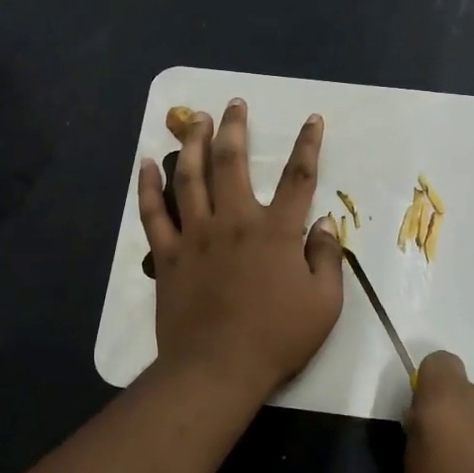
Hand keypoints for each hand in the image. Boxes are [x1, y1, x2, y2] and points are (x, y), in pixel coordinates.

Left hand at [138, 99, 343, 404]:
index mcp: (275, 231)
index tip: (312, 119)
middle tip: (234, 104)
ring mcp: (196, 235)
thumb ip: (327, 257)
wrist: (218, 368)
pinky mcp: (168, 255)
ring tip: (194, 119)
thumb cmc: (276, 338)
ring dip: (193, 143)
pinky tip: (147, 163)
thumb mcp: (324, 303)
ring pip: (191, 177)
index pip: (299, 177)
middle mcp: (234, 221)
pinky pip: (154, 213)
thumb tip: (325, 222)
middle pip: (232, 162)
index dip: (308, 144)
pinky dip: (148, 186)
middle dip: (235, 128)